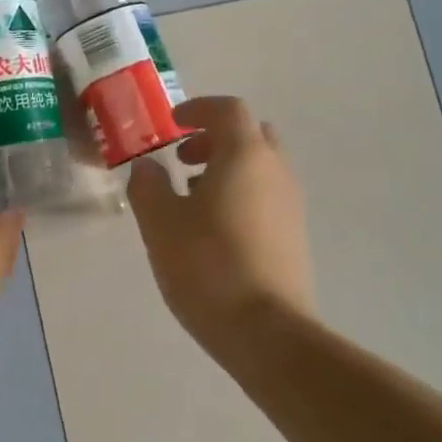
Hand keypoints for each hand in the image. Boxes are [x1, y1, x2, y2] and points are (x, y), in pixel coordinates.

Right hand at [127, 96, 315, 349]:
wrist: (267, 332)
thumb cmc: (207, 266)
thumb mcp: (160, 223)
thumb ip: (148, 185)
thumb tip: (147, 167)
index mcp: (245, 155)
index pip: (228, 109)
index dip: (198, 109)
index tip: (172, 124)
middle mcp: (276, 171)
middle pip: (250, 135)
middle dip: (214, 139)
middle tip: (182, 159)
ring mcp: (291, 204)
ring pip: (259, 167)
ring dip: (226, 169)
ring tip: (190, 199)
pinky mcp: (294, 235)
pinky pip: (266, 195)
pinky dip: (240, 194)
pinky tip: (212, 230)